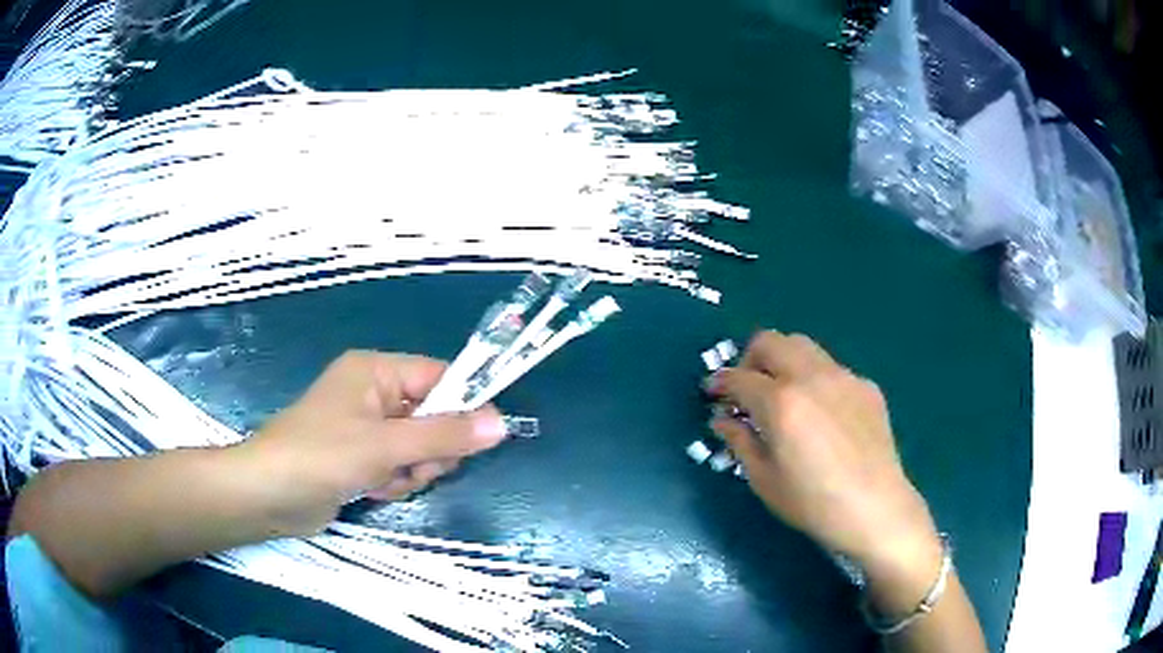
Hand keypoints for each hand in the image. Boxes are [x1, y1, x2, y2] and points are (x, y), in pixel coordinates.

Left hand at [236, 351, 507, 537]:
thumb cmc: (321, 456)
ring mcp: (366, 427)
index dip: (464, 404)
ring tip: (383, 480)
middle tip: (413, 466)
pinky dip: (393, 480)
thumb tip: (502, 423)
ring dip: (410, 470)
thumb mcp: (386, 445)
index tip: (486, 437)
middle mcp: (372, 393)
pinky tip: (373, 490)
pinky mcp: (360, 457)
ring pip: (418, 447)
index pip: (438, 376)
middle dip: (429, 449)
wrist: (267, 495)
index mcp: (375, 371)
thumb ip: (445, 435)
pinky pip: (398, 465)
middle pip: (432, 416)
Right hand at [707, 332, 939, 581]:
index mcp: (781, 402)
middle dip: (749, 360)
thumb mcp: (764, 480)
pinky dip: (814, 380)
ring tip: (784, 396)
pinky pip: (831, 369)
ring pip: (803, 346)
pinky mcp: (866, 386)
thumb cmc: (812, 503)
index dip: (719, 382)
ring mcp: (843, 377)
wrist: (875, 508)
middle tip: (747, 390)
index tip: (712, 393)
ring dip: (783, 362)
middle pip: (770, 341)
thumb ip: (740, 441)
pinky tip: (821, 415)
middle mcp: (811, 377)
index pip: (738, 377)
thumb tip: (723, 420)